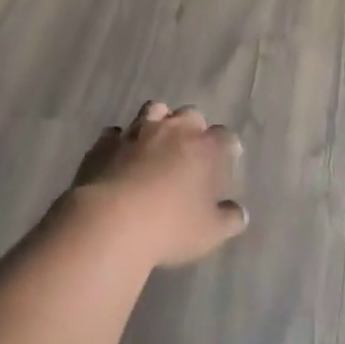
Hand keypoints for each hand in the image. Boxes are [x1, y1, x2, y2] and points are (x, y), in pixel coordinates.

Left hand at [70, 102, 247, 267]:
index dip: (227, 148)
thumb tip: (238, 213)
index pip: (225, 136)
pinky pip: (116, 132)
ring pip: (154, 110)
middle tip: (190, 151)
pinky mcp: (105, 142)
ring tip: (156, 143)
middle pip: (191, 114)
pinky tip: (120, 156)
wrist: (110, 222)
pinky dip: (121, 140)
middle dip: (193, 128)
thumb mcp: (210, 232)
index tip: (226, 162)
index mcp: (205, 148)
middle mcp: (173, 130)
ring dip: (159, 122)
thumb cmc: (170, 226)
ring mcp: (137, 132)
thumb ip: (229, 219)